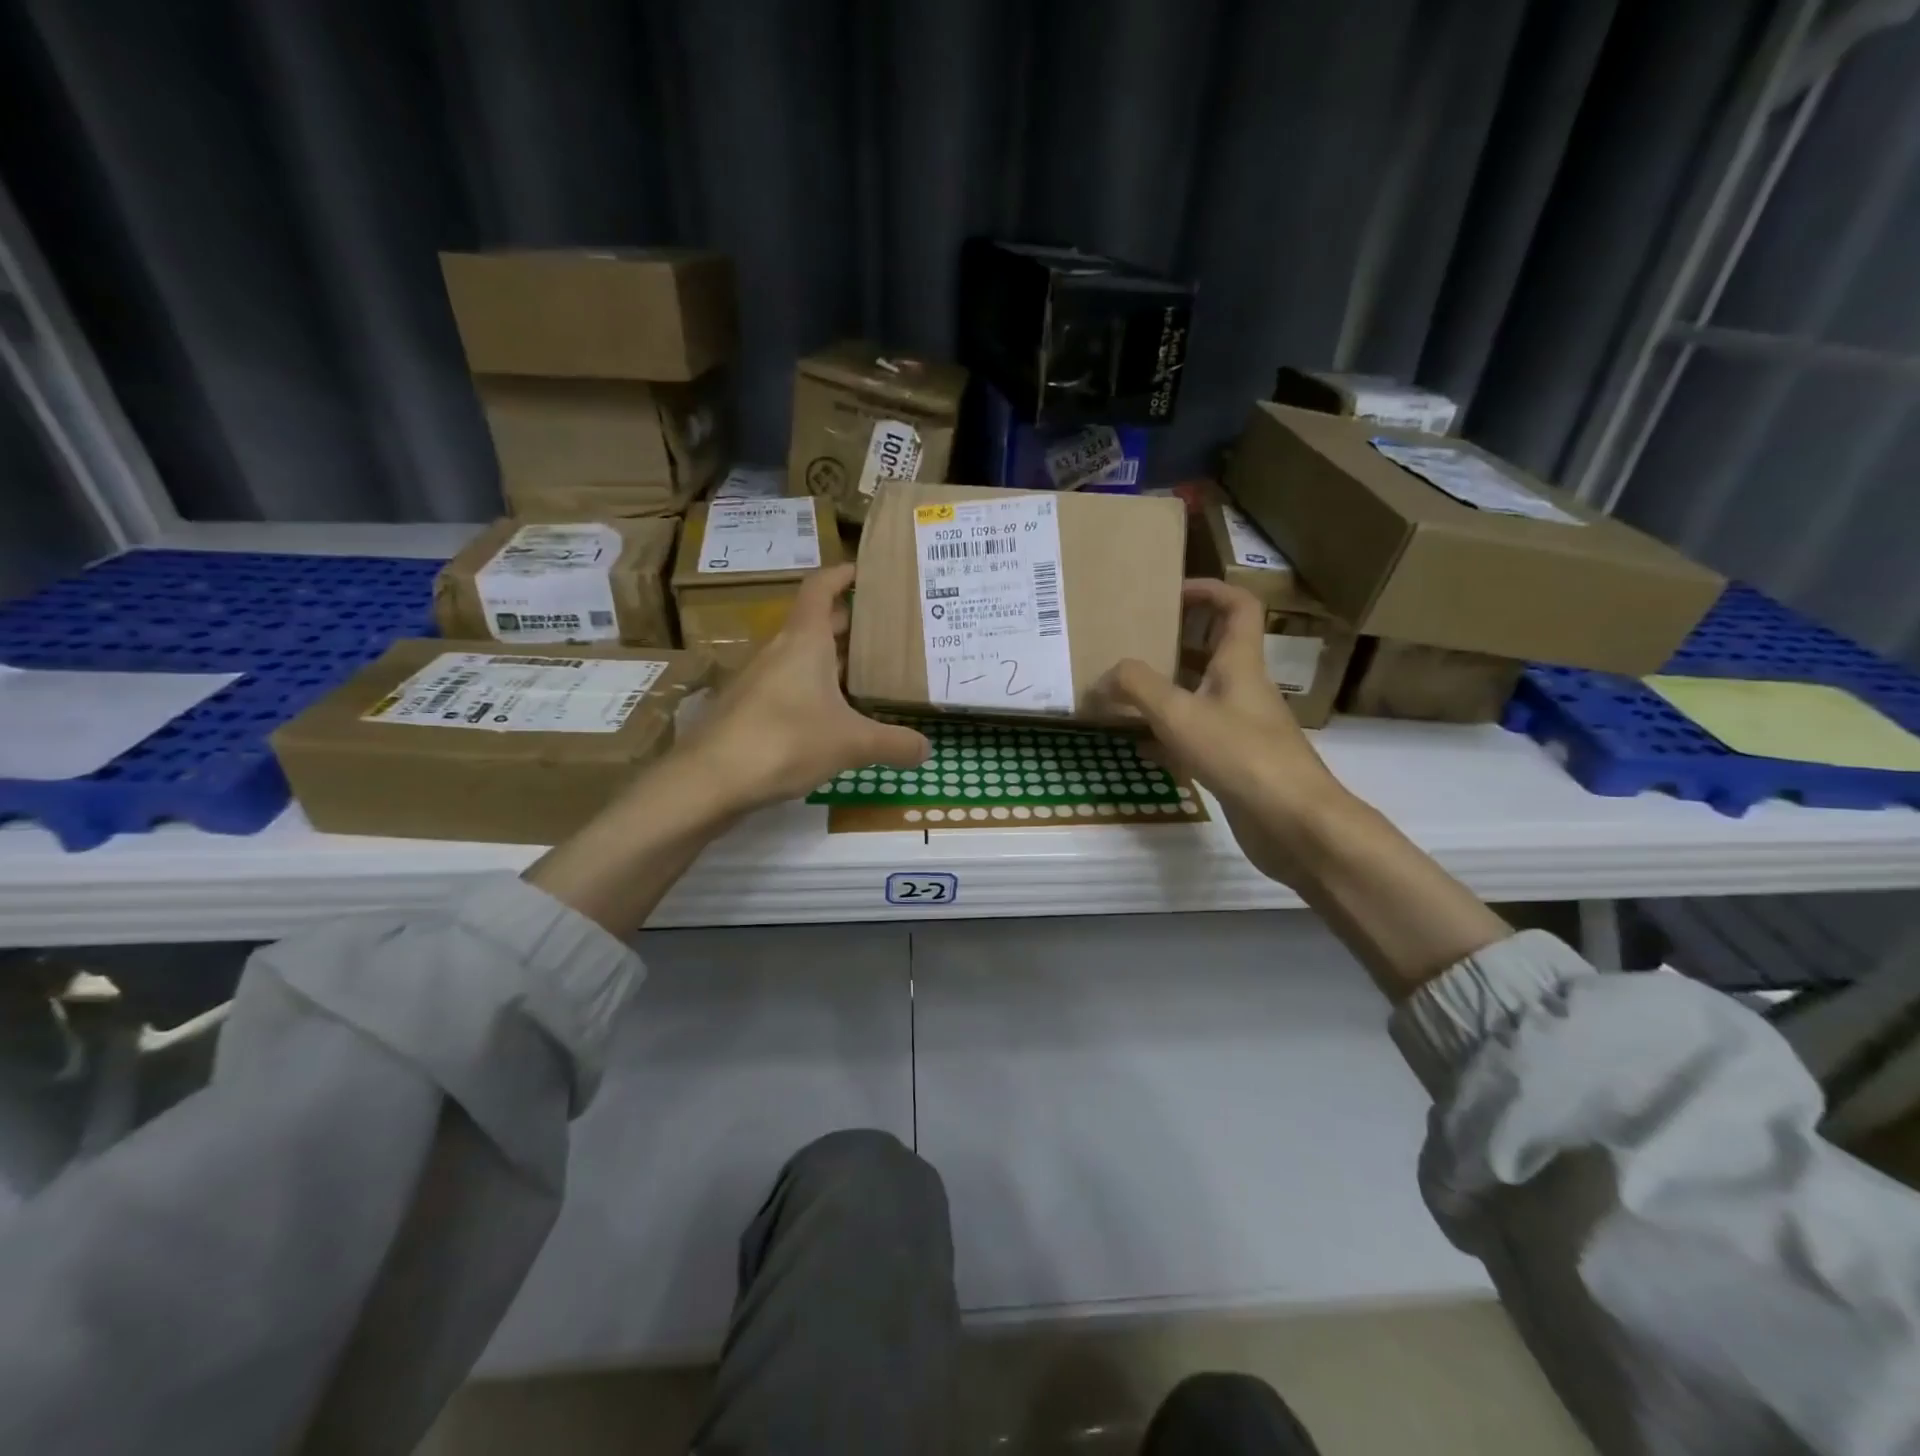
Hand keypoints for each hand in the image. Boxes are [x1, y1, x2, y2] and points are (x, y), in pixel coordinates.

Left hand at [680, 563, 930, 814]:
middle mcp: (779, 651)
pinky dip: (815, 690)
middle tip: (888, 631)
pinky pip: (789, 686)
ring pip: (802, 657)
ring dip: (833, 660)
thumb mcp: (851, 744)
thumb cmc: (785, 741)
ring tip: (870, 674)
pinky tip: (835, 716)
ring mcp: (759, 680)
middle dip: (850, 623)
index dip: (843, 574)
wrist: (709, 780)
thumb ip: (894, 744)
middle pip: (816, 623)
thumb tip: (927, 749)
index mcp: (804, 640)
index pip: (820, 588)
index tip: (866, 571)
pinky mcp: (749, 709)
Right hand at [1094, 579, 1353, 885]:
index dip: (1209, 590)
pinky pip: (1197, 736)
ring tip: (1125, 694)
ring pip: (1201, 696)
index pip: (1238, 606)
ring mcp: (1242, 727)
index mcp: (1240, 663)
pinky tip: (1140, 748)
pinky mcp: (1235, 762)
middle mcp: (1244, 689)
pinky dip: (1169, 736)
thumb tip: (1102, 679)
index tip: (1171, 592)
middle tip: (1135, 645)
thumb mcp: (1179, 713)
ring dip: (1167, 691)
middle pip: (1214, 650)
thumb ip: (1136, 687)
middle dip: (1176, 643)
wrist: (1293, 822)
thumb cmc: (1240, 754)